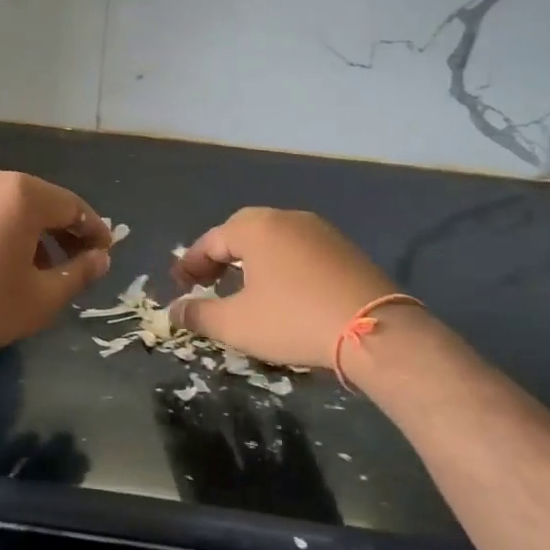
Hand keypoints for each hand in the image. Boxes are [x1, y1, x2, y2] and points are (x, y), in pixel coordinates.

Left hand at [0, 165, 111, 371]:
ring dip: (28, 232)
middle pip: (38, 201)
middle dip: (61, 231)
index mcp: (21, 193)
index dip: (93, 231)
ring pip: (6, 206)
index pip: (72, 206)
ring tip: (36, 269)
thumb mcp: (41, 298)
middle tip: (76, 262)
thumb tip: (101, 259)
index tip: (104, 253)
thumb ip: (79, 274)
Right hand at [169, 208, 394, 369]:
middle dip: (220, 258)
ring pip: (273, 241)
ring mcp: (321, 231)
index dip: (190, 265)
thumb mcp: (236, 324)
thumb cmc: (294, 320)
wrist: (375, 331)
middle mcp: (287, 218)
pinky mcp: (345, 249)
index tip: (179, 288)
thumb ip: (199, 315)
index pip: (211, 241)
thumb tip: (174, 311)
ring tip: (242, 289)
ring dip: (251, 262)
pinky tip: (282, 292)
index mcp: (256, 227)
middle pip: (242, 233)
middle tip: (207, 284)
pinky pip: (299, 251)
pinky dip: (281, 266)